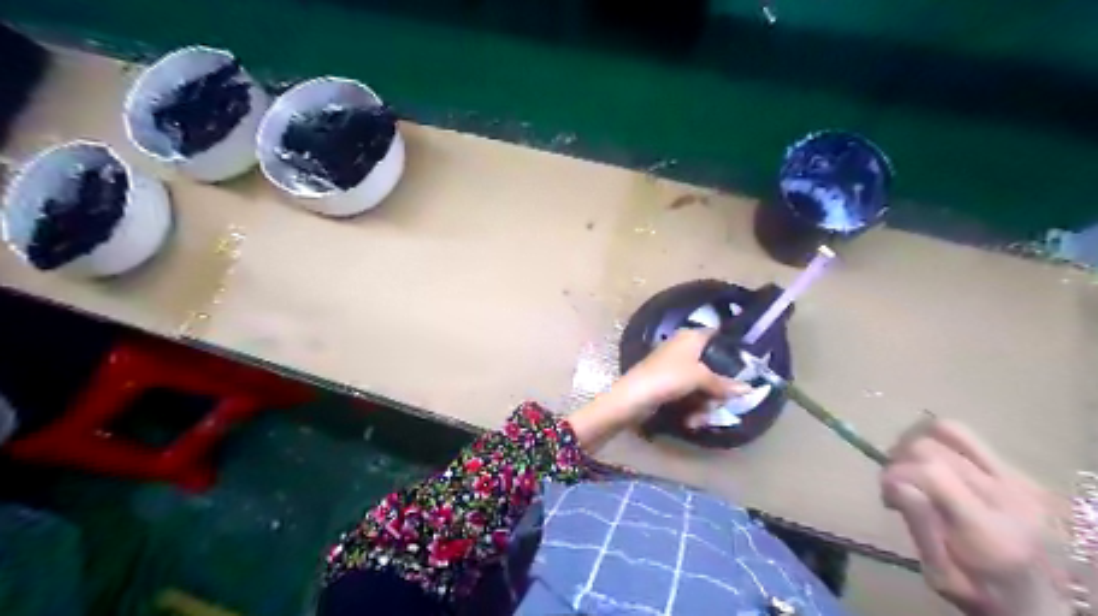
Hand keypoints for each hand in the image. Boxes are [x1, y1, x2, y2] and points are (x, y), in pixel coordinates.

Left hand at [565, 328, 746, 449]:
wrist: (632, 398)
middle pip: (714, 368)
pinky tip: (689, 422)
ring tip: (697, 419)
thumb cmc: (668, 378)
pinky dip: (691, 410)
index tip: (746, 366)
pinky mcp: (668, 386)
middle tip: (718, 405)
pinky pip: (689, 396)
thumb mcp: (700, 378)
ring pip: (703, 386)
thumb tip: (748, 389)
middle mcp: (684, 349)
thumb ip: (724, 384)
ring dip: (704, 406)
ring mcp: (675, 369)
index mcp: (691, 337)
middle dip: (716, 392)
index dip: (732, 349)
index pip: (718, 336)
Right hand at [880, 419, 1072, 615]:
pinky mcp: (1020, 472)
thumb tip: (896, 484)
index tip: (886, 495)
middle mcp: (1008, 498)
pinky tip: (935, 467)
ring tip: (909, 463)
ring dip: (916, 441)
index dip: (894, 475)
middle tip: (895, 484)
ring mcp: (1019, 480)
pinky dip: (938, 444)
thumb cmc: (983, 594)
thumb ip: (921, 529)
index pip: (930, 471)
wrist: (1045, 601)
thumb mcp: (942, 578)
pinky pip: (968, 438)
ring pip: (950, 430)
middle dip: (899, 459)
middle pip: (932, 447)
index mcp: (989, 532)